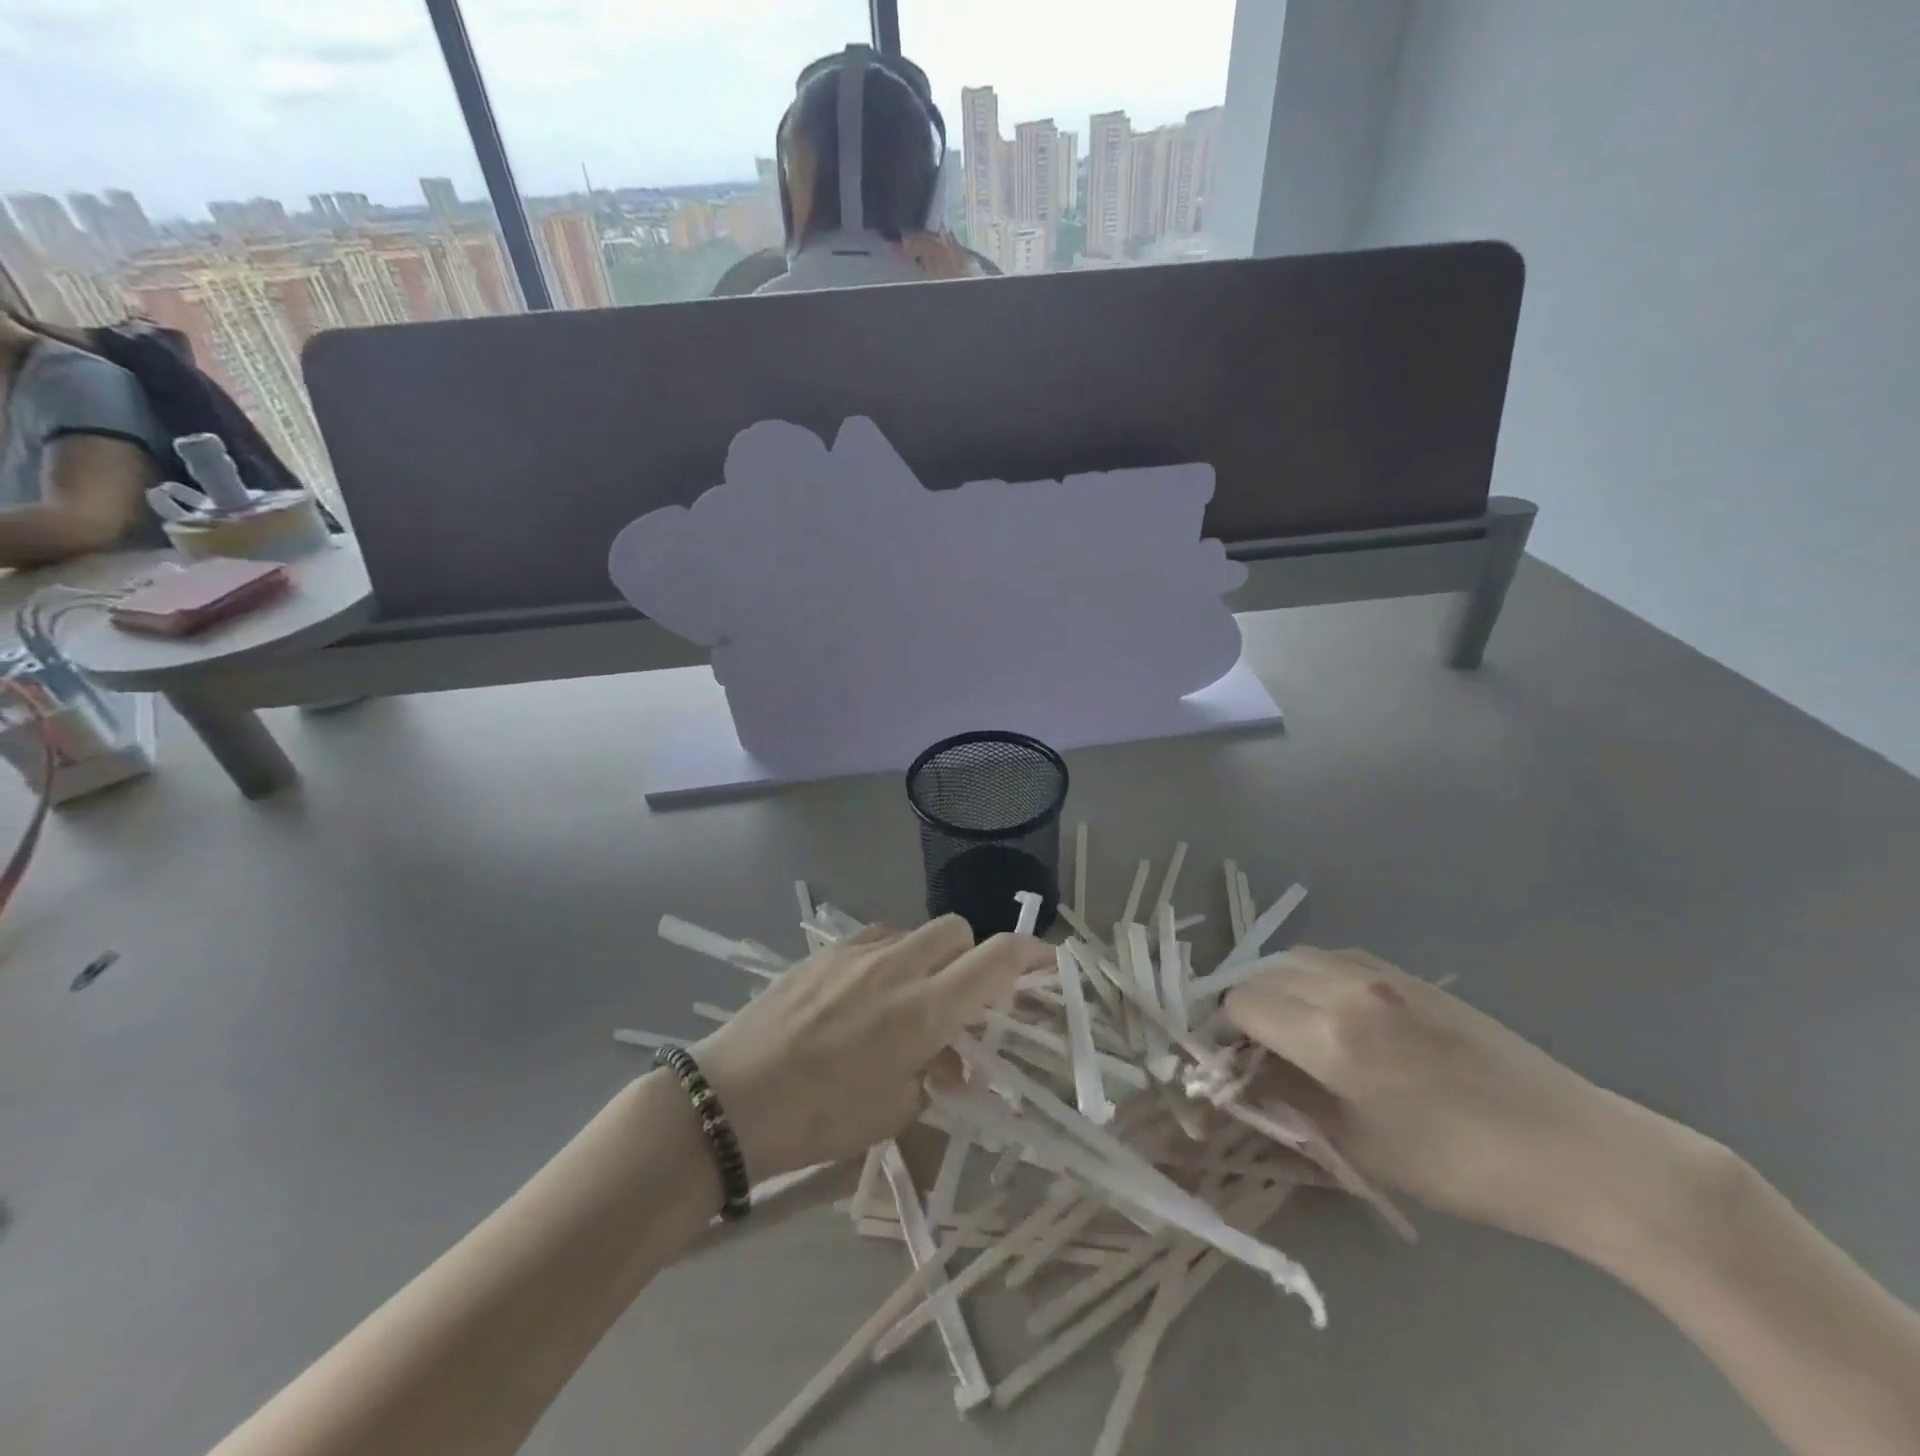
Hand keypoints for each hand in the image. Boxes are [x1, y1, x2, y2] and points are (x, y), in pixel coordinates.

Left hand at [693, 918, 1051, 1182]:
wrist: (731, 1099)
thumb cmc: (819, 1119)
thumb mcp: (894, 1112)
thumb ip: (936, 1075)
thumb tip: (951, 1058)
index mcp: (924, 1010)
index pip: (996, 960)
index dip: (1031, 956)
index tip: (1048, 963)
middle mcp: (898, 967)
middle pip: (958, 931)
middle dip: (971, 957)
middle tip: (960, 1000)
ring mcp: (858, 952)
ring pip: (916, 932)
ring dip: (928, 958)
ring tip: (908, 1001)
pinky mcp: (825, 951)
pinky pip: (876, 939)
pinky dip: (889, 958)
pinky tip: (866, 995)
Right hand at [1224, 947, 1675, 1247]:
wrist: (1573, 1149)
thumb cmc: (1461, 1166)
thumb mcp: (1359, 1149)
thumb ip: (1289, 1102)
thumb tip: (1244, 1076)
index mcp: (1330, 1036)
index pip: (1241, 1006)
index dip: (1223, 1032)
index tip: (1228, 1062)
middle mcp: (1346, 988)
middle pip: (1261, 974)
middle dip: (1247, 1008)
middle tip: (1257, 1050)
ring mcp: (1380, 973)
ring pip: (1295, 957)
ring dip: (1278, 986)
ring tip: (1293, 1027)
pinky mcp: (1407, 972)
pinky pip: (1336, 956)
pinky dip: (1314, 975)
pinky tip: (1335, 1010)